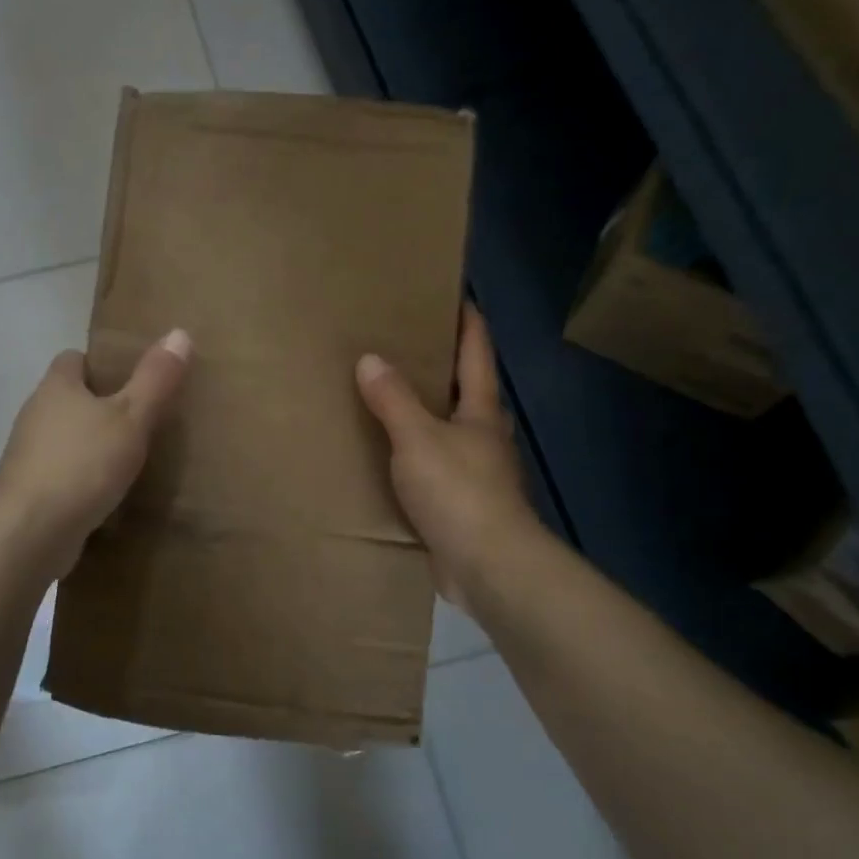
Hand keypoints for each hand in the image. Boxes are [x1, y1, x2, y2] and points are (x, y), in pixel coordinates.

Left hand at [0, 329, 192, 578]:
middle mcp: (33, 413)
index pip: (73, 359)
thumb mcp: (131, 418)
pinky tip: (101, 493)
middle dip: (97, 405)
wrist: (33, 532)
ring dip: (86, 443)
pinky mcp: (26, 489)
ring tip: (123, 458)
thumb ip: (155, 379)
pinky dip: (77, 476)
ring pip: (61, 436)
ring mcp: (25, 453)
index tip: (130, 381)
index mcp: (55, 387)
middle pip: (66, 398)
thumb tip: (180, 332)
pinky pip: (56, 471)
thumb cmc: (85, 465)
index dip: (100, 364)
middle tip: (136, 419)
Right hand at [356, 306, 536, 603]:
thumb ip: (394, 399)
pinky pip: (434, 466)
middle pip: (467, 389)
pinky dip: (415, 454)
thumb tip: (370, 359)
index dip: (468, 321)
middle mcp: (484, 435)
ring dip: (427, 412)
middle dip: (444, 365)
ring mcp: (476, 472)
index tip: (454, 293)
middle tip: (407, 344)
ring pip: (450, 429)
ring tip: (390, 396)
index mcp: (481, 411)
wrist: (488, 565)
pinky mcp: (461, 504)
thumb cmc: (459, 491)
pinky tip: (391, 456)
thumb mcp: (419, 438)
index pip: (477, 352)